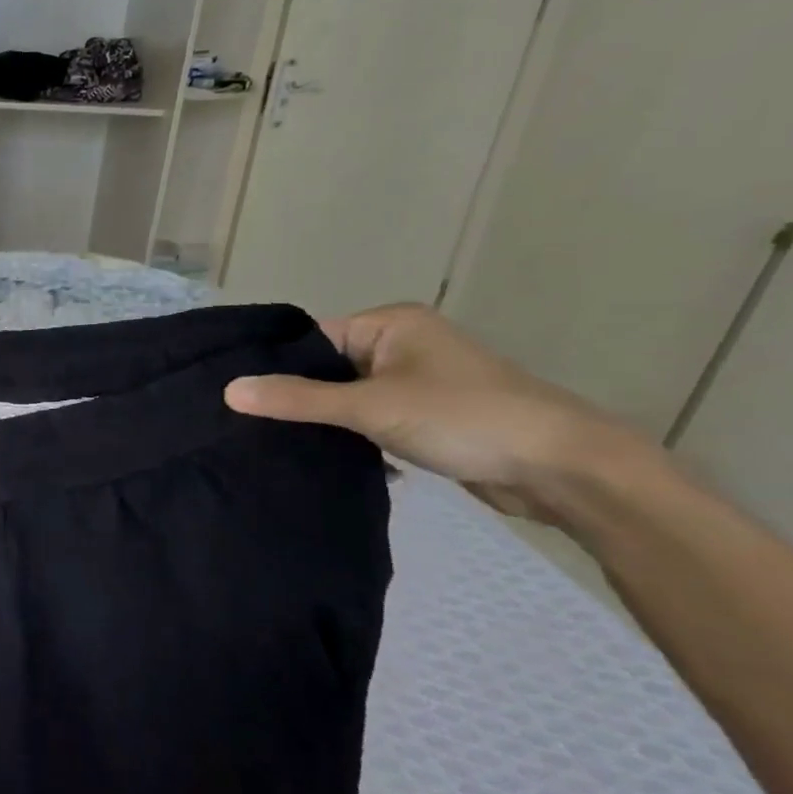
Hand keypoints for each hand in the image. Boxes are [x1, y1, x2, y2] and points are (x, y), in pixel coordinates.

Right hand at [223, 303, 652, 521]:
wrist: (564, 469)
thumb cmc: (464, 417)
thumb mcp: (371, 406)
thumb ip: (298, 399)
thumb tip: (229, 390)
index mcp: (390, 324)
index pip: (311, 339)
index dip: (274, 366)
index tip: (234, 396)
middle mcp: (401, 345)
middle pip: (327, 370)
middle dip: (296, 398)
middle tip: (244, 424)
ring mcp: (416, 383)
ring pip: (347, 399)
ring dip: (324, 422)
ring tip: (271, 443)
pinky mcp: (427, 419)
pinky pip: (370, 421)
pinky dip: (351, 439)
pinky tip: (320, 459)